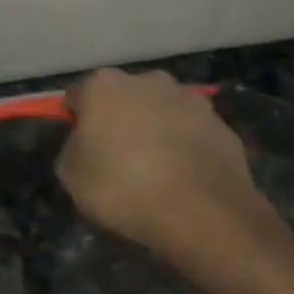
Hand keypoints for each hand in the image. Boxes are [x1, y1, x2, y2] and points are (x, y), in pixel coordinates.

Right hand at [57, 69, 267, 259]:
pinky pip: (192, 133)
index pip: (78, 96)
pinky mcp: (221, 124)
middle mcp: (149, 81)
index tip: (82, 147)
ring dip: (155, 131)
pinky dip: (185, 148)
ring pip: (161, 112)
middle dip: (120, 120)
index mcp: (105, 86)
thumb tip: (87, 142)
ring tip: (155, 172)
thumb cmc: (123, 189)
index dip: (77, 121)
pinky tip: (183, 179)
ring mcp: (190, 100)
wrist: (200, 212)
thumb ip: (73, 149)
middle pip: (124, 98)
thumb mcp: (71, 177)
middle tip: (118, 159)